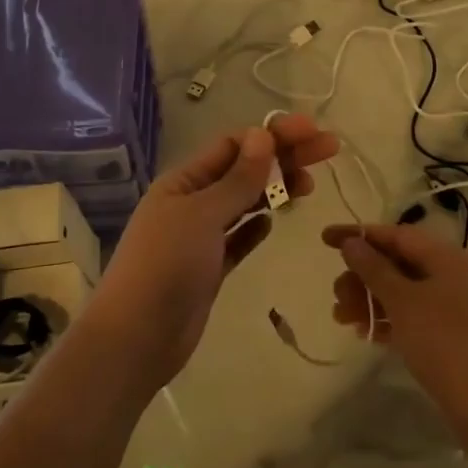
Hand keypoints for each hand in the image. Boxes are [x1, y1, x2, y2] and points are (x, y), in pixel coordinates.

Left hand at [80, 116, 339, 396]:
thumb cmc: (166, 264)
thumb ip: (237, 179)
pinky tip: (274, 221)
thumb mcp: (203, 215)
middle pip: (243, 172)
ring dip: (274, 190)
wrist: (138, 336)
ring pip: (244, 204)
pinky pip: (238, 239)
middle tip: (328, 150)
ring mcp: (200, 238)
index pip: (233, 145)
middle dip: (283, 158)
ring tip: (310, 186)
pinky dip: (256, 227)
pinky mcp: (210, 269)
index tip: (311, 131)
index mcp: (183, 182)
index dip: (272, 135)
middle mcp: (191, 204)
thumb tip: (262, 134)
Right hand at [323, 222, 467, 403]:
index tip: (325, 239)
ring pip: (404, 292)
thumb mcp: (402, 300)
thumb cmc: (445, 341)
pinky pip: (414, 316)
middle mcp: (454, 276)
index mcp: (447, 257)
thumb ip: (373, 268)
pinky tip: (366, 334)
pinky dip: (389, 320)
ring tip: (342, 319)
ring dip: (370, 301)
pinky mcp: (455, 336)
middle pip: (398, 264)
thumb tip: (352, 242)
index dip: (359, 235)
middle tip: (336, 295)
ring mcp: (457, 307)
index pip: (396, 235)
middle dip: (362, 276)